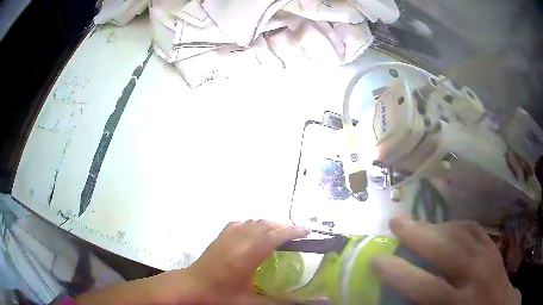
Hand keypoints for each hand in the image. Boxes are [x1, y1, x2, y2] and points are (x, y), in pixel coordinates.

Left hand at [183, 220, 309, 303]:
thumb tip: (299, 303)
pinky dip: (252, 225)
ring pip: (252, 222)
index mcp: (245, 257)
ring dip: (269, 225)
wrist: (191, 286)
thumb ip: (276, 303)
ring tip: (279, 235)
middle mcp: (237, 242)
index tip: (307, 231)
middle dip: (283, 226)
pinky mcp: (219, 236)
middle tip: (296, 236)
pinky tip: (254, 235)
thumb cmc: (219, 296)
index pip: (272, 237)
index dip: (292, 231)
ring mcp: (226, 237)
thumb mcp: (248, 303)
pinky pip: (240, 224)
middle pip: (264, 225)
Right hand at [372, 217, 520, 304]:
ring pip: (460, 231)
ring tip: (416, 224)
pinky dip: (454, 224)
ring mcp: (488, 255)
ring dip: (435, 225)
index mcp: (459, 303)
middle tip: (395, 221)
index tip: (377, 260)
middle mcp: (476, 275)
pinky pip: (472, 227)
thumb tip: (395, 298)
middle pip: (447, 248)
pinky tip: (444, 227)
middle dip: (418, 233)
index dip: (398, 273)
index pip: (425, 287)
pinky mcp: (493, 246)